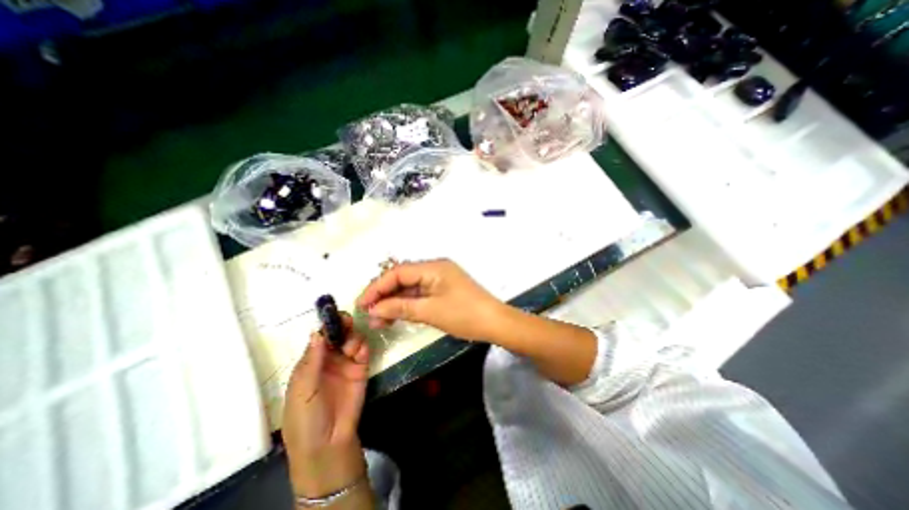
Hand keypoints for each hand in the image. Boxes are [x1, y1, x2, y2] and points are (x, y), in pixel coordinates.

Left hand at [284, 314, 367, 497]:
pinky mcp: (362, 369)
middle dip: (343, 325)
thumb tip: (316, 331)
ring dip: (353, 337)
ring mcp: (346, 363)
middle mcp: (329, 358)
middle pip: (338, 334)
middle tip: (348, 322)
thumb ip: (311, 361)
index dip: (327, 325)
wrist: (328, 444)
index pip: (319, 337)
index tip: (334, 315)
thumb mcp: (302, 390)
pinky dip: (364, 347)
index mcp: (310, 362)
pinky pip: (364, 351)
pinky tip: (360, 353)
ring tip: (352, 349)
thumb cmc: (305, 418)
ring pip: (352, 339)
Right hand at [356, 260, 507, 342]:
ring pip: (410, 287)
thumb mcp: (430, 311)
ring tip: (379, 320)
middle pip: (402, 278)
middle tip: (369, 314)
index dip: (377, 287)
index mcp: (433, 267)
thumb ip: (400, 307)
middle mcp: (435, 268)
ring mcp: (439, 279)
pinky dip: (407, 304)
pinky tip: (395, 315)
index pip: (397, 272)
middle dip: (384, 295)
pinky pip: (420, 294)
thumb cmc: (465, 315)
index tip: (362, 304)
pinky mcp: (443, 290)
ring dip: (394, 301)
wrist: (495, 323)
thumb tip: (374, 309)